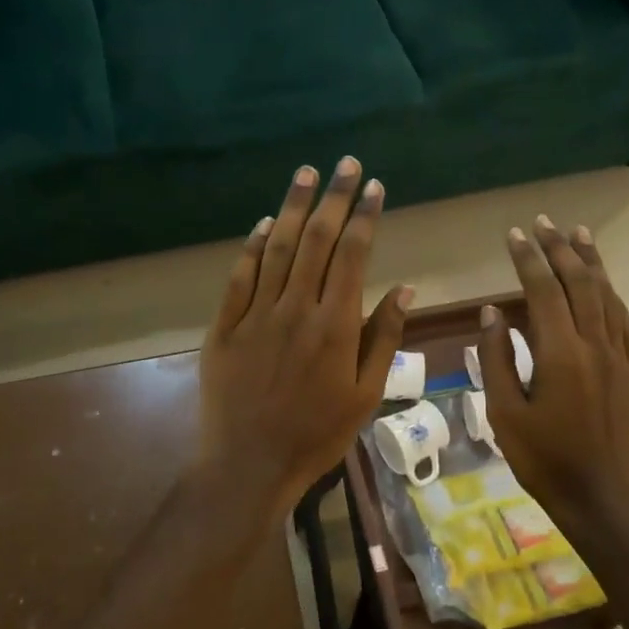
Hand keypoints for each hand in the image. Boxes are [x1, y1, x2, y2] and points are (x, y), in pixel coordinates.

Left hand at [198, 157, 412, 514]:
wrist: (248, 464)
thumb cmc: (316, 434)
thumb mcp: (366, 394)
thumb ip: (384, 337)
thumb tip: (404, 289)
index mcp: (335, 324)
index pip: (353, 255)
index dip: (365, 216)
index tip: (374, 186)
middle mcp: (295, 308)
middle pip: (316, 240)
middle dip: (334, 197)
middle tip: (344, 163)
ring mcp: (255, 314)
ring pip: (276, 248)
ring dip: (293, 206)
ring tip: (306, 173)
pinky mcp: (224, 326)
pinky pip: (239, 276)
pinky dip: (251, 245)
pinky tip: (263, 222)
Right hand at [479, 217, 628, 530]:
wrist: (602, 496)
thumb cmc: (544, 459)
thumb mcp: (505, 413)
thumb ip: (496, 359)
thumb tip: (492, 313)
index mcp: (560, 354)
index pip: (543, 291)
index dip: (528, 259)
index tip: (515, 235)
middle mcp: (595, 345)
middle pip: (579, 283)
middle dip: (560, 249)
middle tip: (544, 223)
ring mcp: (621, 357)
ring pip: (607, 296)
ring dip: (591, 263)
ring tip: (579, 235)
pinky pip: (625, 322)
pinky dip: (613, 296)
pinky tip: (606, 285)